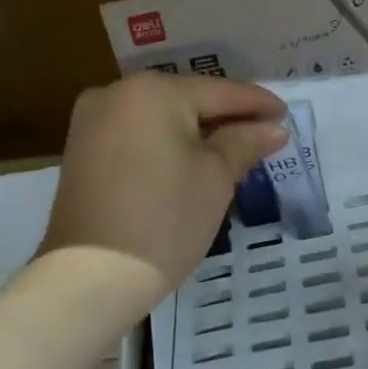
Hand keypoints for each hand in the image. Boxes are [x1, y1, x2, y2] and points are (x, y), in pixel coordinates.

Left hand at [39, 73, 286, 301]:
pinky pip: (137, 135)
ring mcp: (92, 121)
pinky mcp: (81, 150)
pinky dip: (166, 144)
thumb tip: (273, 128)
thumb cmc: (164, 220)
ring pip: (160, 118)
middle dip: (225, 118)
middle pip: (187, 100)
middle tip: (264, 133)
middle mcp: (116, 92)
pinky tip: (191, 160)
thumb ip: (244, 142)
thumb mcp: (215, 178)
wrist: (89, 278)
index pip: (219, 92)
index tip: (286, 114)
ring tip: (234, 148)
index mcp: (153, 90)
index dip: (257, 104)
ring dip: (195, 132)